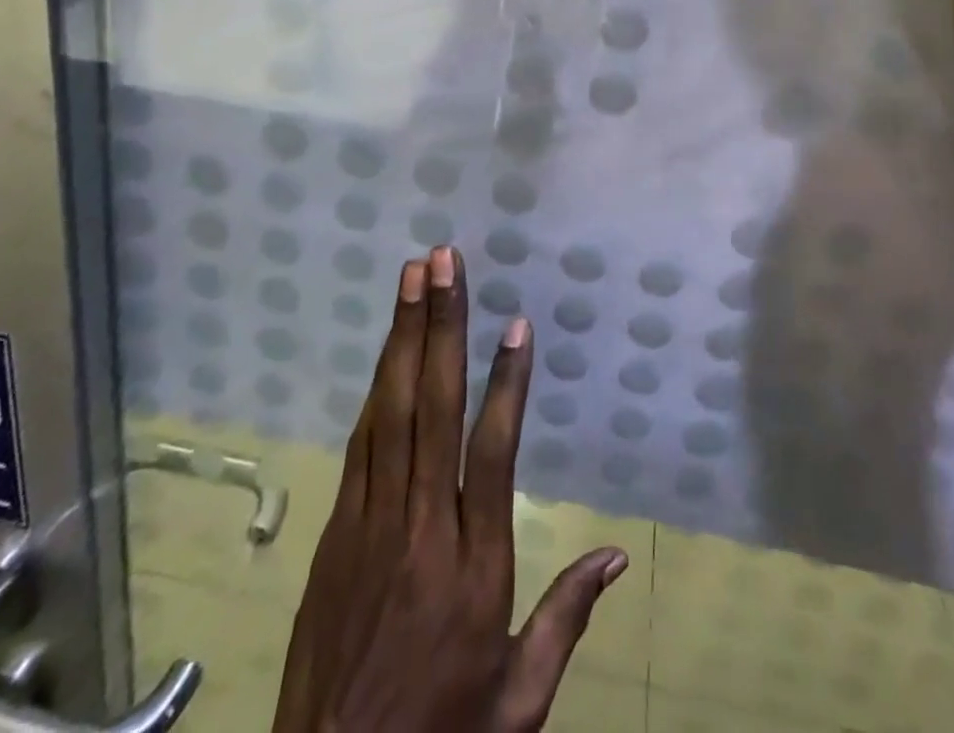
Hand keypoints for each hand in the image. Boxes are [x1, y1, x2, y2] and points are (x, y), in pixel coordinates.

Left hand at [272, 248, 627, 732]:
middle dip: (441, 327)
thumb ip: (565, 619)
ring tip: (413, 278)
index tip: (516, 325)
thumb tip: (617, 555)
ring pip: (390, 413)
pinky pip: (361, 445)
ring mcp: (370, 526)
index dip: (508, 384)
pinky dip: (376, 389)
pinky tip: (388, 350)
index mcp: (474, 570)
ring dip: (403, 338)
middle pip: (433, 410)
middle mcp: (422, 531)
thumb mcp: (517, 703)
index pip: (493, 455)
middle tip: (443, 263)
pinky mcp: (337, 533)